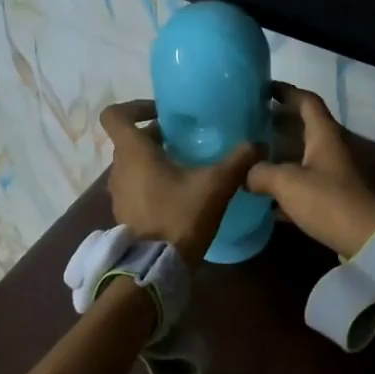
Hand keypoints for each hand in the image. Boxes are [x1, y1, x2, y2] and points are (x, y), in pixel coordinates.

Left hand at [101, 100, 260, 264]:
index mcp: (133, 152)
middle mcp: (119, 168)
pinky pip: (135, 188)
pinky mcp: (125, 214)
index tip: (163, 114)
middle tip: (185, 140)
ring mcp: (118, 194)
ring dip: (154, 161)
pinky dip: (152, 184)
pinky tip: (179, 195)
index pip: (115, 115)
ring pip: (132, 165)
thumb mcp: (216, 185)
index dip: (135, 107)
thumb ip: (238, 160)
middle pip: (129, 140)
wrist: (157, 267)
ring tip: (185, 168)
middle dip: (155, 136)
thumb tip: (259, 144)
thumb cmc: (180, 216)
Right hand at [246, 84, 374, 256]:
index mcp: (324, 136)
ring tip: (251, 158)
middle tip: (250, 124)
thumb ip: (261, 172)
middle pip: (304, 129)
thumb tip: (245, 173)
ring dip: (279, 156)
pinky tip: (264, 199)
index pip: (307, 101)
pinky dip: (285, 189)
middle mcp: (330, 150)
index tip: (264, 89)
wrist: (366, 239)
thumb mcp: (287, 182)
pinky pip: (303, 187)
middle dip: (278, 124)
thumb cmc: (328, 201)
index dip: (287, 91)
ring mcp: (333, 176)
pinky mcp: (331, 201)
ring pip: (302, 159)